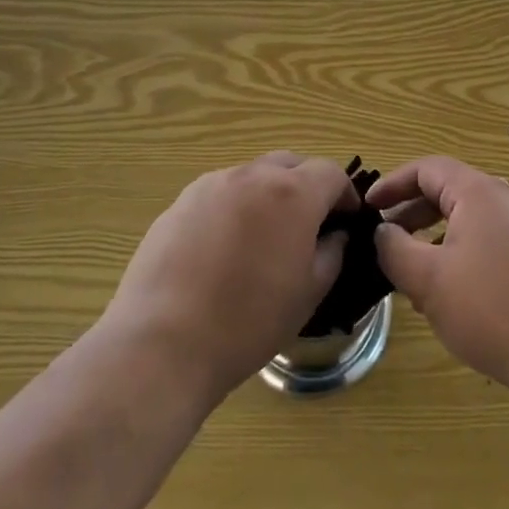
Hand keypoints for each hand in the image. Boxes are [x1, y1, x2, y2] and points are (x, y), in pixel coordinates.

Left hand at [103, 153, 356, 403]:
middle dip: (306, 186)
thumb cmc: (248, 322)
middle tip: (308, 226)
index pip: (331, 171)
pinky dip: (234, 208)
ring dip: (268, 195)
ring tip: (262, 238)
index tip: (345, 220)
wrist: (162, 344)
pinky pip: (220, 193)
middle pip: (291, 164)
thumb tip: (334, 235)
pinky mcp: (180, 202)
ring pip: (253, 176)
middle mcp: (253, 175)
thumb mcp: (308, 294)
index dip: (345, 193)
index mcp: (292, 193)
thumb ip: (331, 253)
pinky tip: (223, 250)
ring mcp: (212, 184)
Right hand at [368, 157, 508, 400]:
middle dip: (410, 214)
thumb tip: (381, 232)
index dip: (392, 184)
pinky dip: (457, 255)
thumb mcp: (429, 280)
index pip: (426, 169)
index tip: (367, 208)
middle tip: (382, 241)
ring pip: (465, 221)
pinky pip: (485, 242)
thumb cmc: (493, 309)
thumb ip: (395, 249)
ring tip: (409, 274)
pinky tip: (447, 295)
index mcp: (477, 192)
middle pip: (446, 191)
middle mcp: (503, 199)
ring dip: (432, 239)